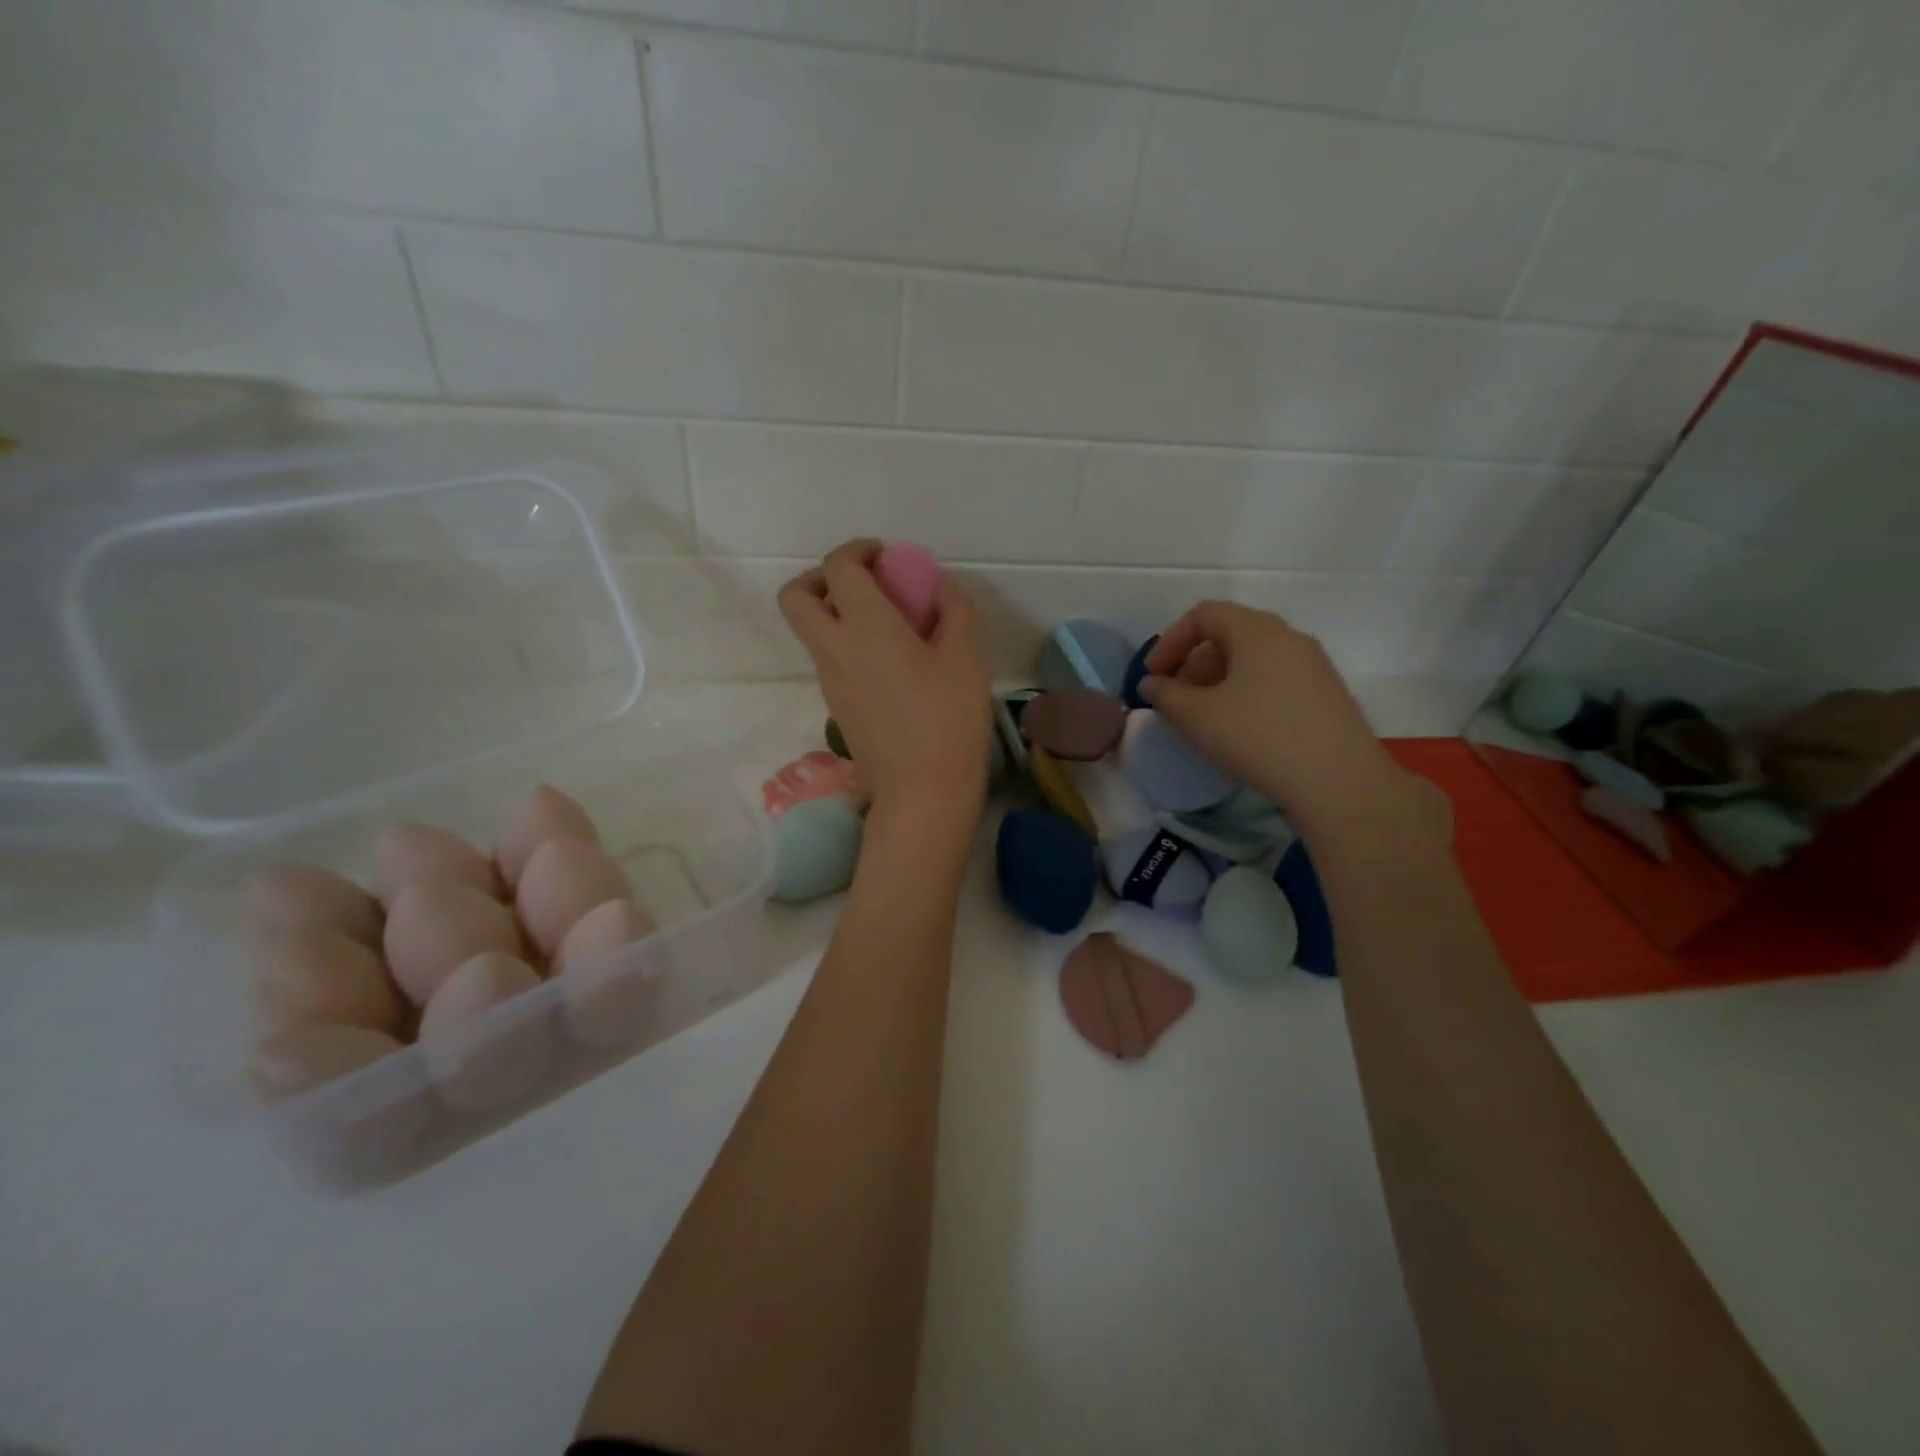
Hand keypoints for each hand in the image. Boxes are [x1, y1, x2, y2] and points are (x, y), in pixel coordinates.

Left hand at [779, 541, 992, 821]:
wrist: (922, 792)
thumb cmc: (949, 720)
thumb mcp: (968, 658)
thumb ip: (956, 610)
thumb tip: (941, 588)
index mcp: (866, 628)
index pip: (838, 568)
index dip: (857, 550)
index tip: (886, 556)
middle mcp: (835, 650)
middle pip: (796, 597)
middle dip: (822, 578)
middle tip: (864, 585)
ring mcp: (830, 681)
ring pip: (811, 631)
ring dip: (837, 613)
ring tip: (888, 624)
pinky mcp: (836, 707)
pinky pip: (829, 659)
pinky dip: (848, 644)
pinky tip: (891, 662)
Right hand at [1142, 601, 1435, 839]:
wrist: (1339, 783)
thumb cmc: (1258, 738)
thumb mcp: (1198, 717)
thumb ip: (1166, 695)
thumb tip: (1151, 684)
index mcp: (1258, 630)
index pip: (1204, 614)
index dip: (1170, 641)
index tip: (1153, 676)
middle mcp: (1289, 638)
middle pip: (1229, 634)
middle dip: (1192, 663)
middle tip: (1174, 699)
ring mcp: (1313, 666)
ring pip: (1252, 660)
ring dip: (1217, 681)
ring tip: (1201, 718)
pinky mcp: (1325, 695)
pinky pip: (1273, 680)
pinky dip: (1244, 693)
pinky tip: (1237, 730)